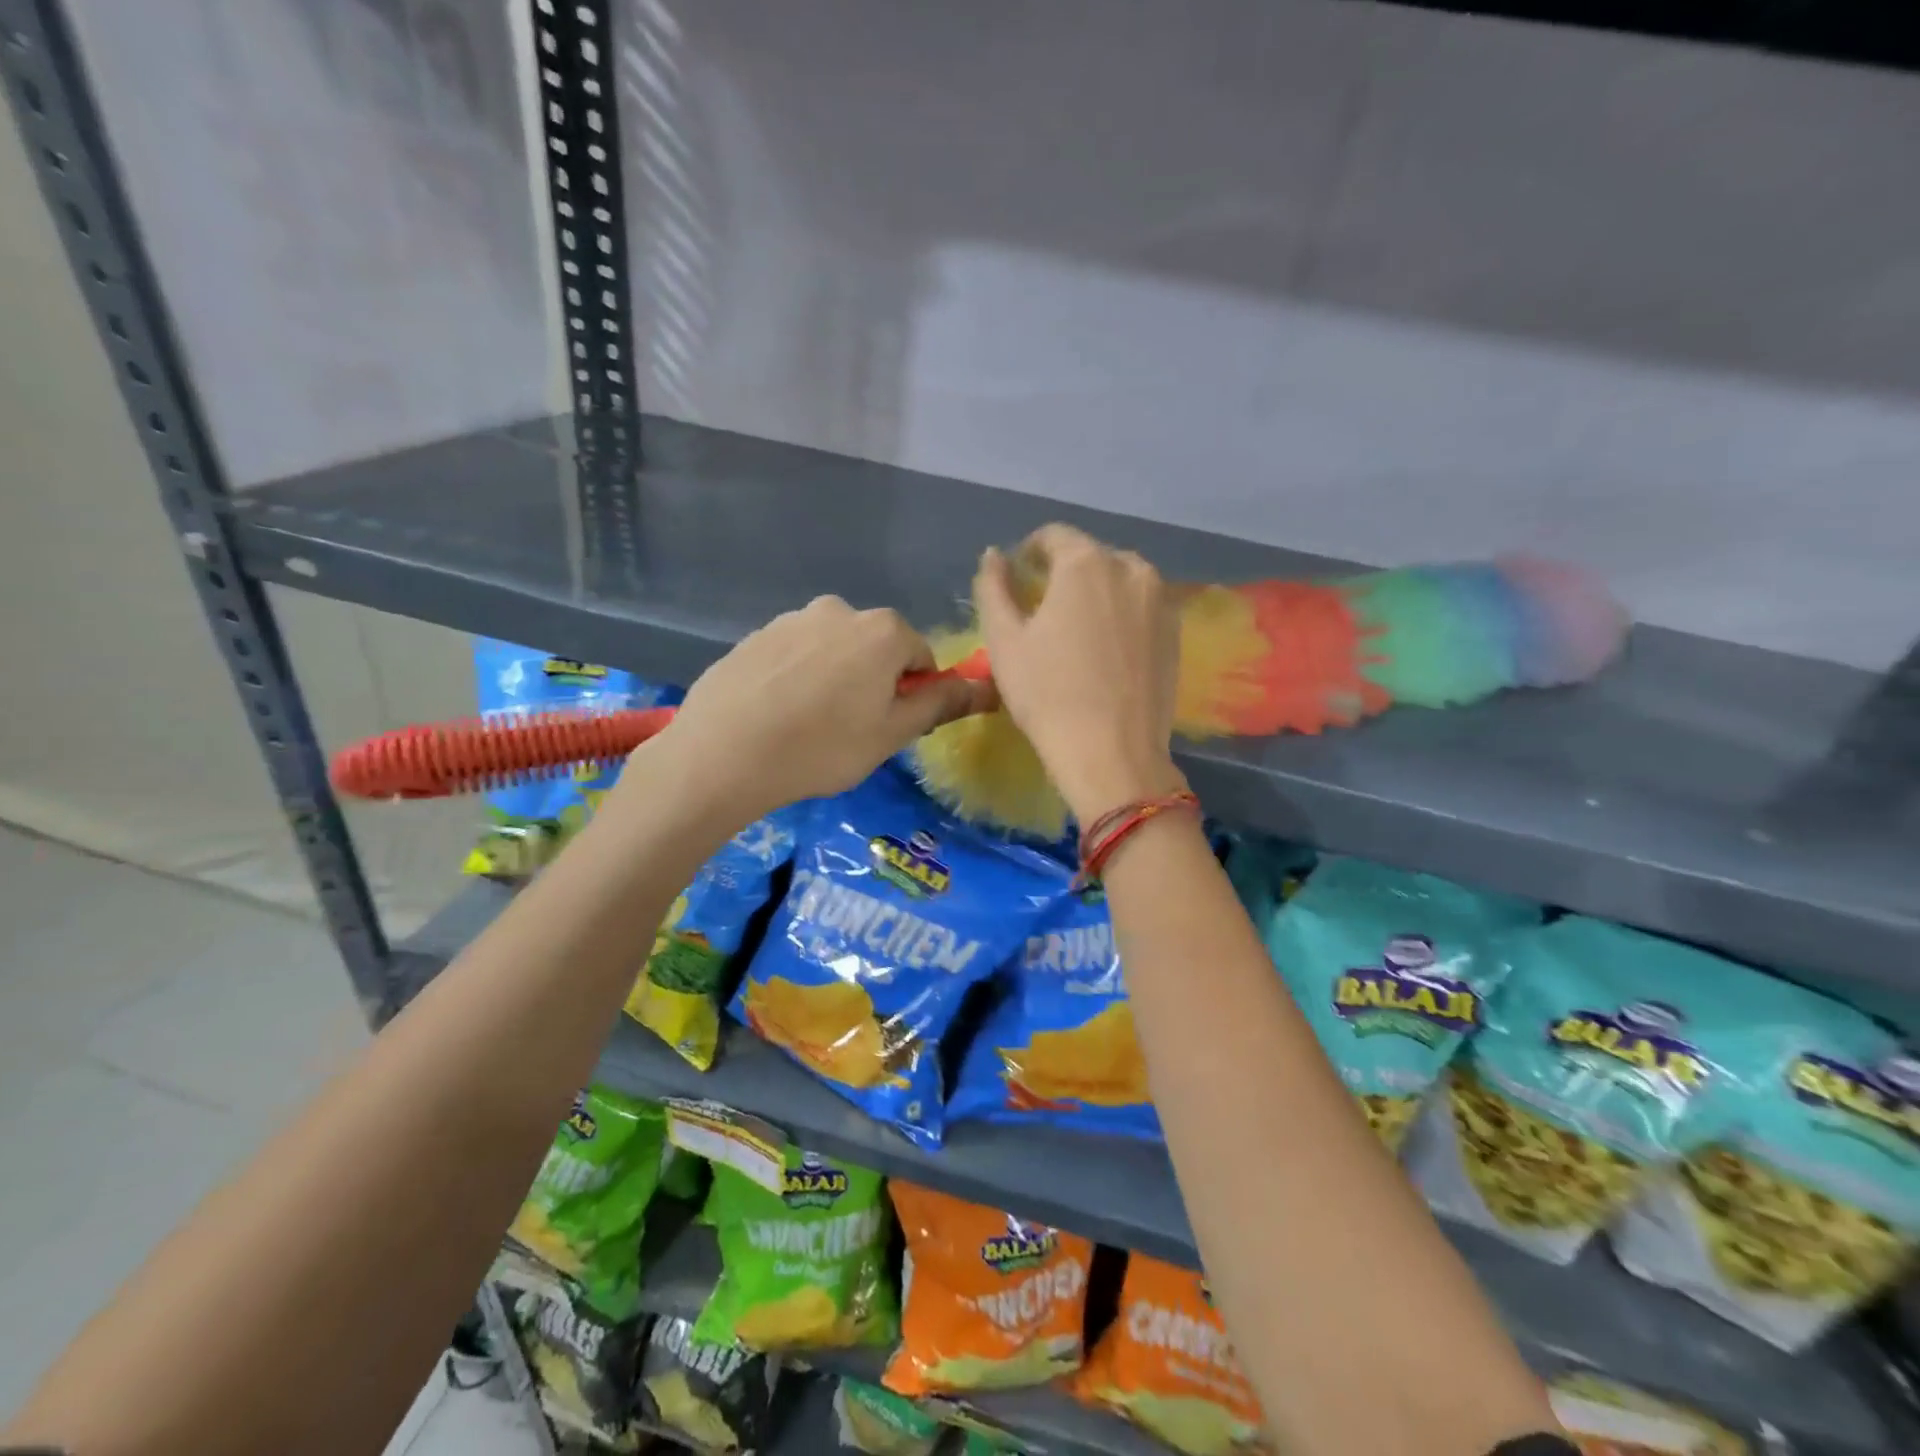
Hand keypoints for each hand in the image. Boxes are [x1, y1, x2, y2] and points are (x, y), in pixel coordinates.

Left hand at [649, 595, 992, 822]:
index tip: (888, 727)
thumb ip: (940, 703)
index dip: (912, 694)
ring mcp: (792, 619)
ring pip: (833, 652)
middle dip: (873, 683)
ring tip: (808, 726)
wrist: (723, 754)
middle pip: (875, 649)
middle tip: (850, 730)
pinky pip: (794, 656)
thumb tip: (984, 685)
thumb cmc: (822, 747)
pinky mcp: (756, 636)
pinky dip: (796, 679)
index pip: (920, 657)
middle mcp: (840, 610)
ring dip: (834, 679)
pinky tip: (777, 714)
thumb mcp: (892, 734)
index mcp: (883, 630)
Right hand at [974, 524, 1185, 823]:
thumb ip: (993, 587)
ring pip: (1120, 580)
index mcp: (1086, 563)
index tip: (1018, 576)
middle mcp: (1131, 569)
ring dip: (1096, 593)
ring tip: (1076, 630)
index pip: (1053, 535)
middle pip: (1090, 556)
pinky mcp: (1176, 632)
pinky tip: (1106, 650)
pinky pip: (1142, 608)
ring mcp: (1161, 600)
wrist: (1111, 752)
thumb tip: (994, 555)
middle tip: (1043, 610)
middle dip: (1064, 573)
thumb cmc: (1047, 693)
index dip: (1030, 551)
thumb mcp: (1004, 640)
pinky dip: (1121, 615)